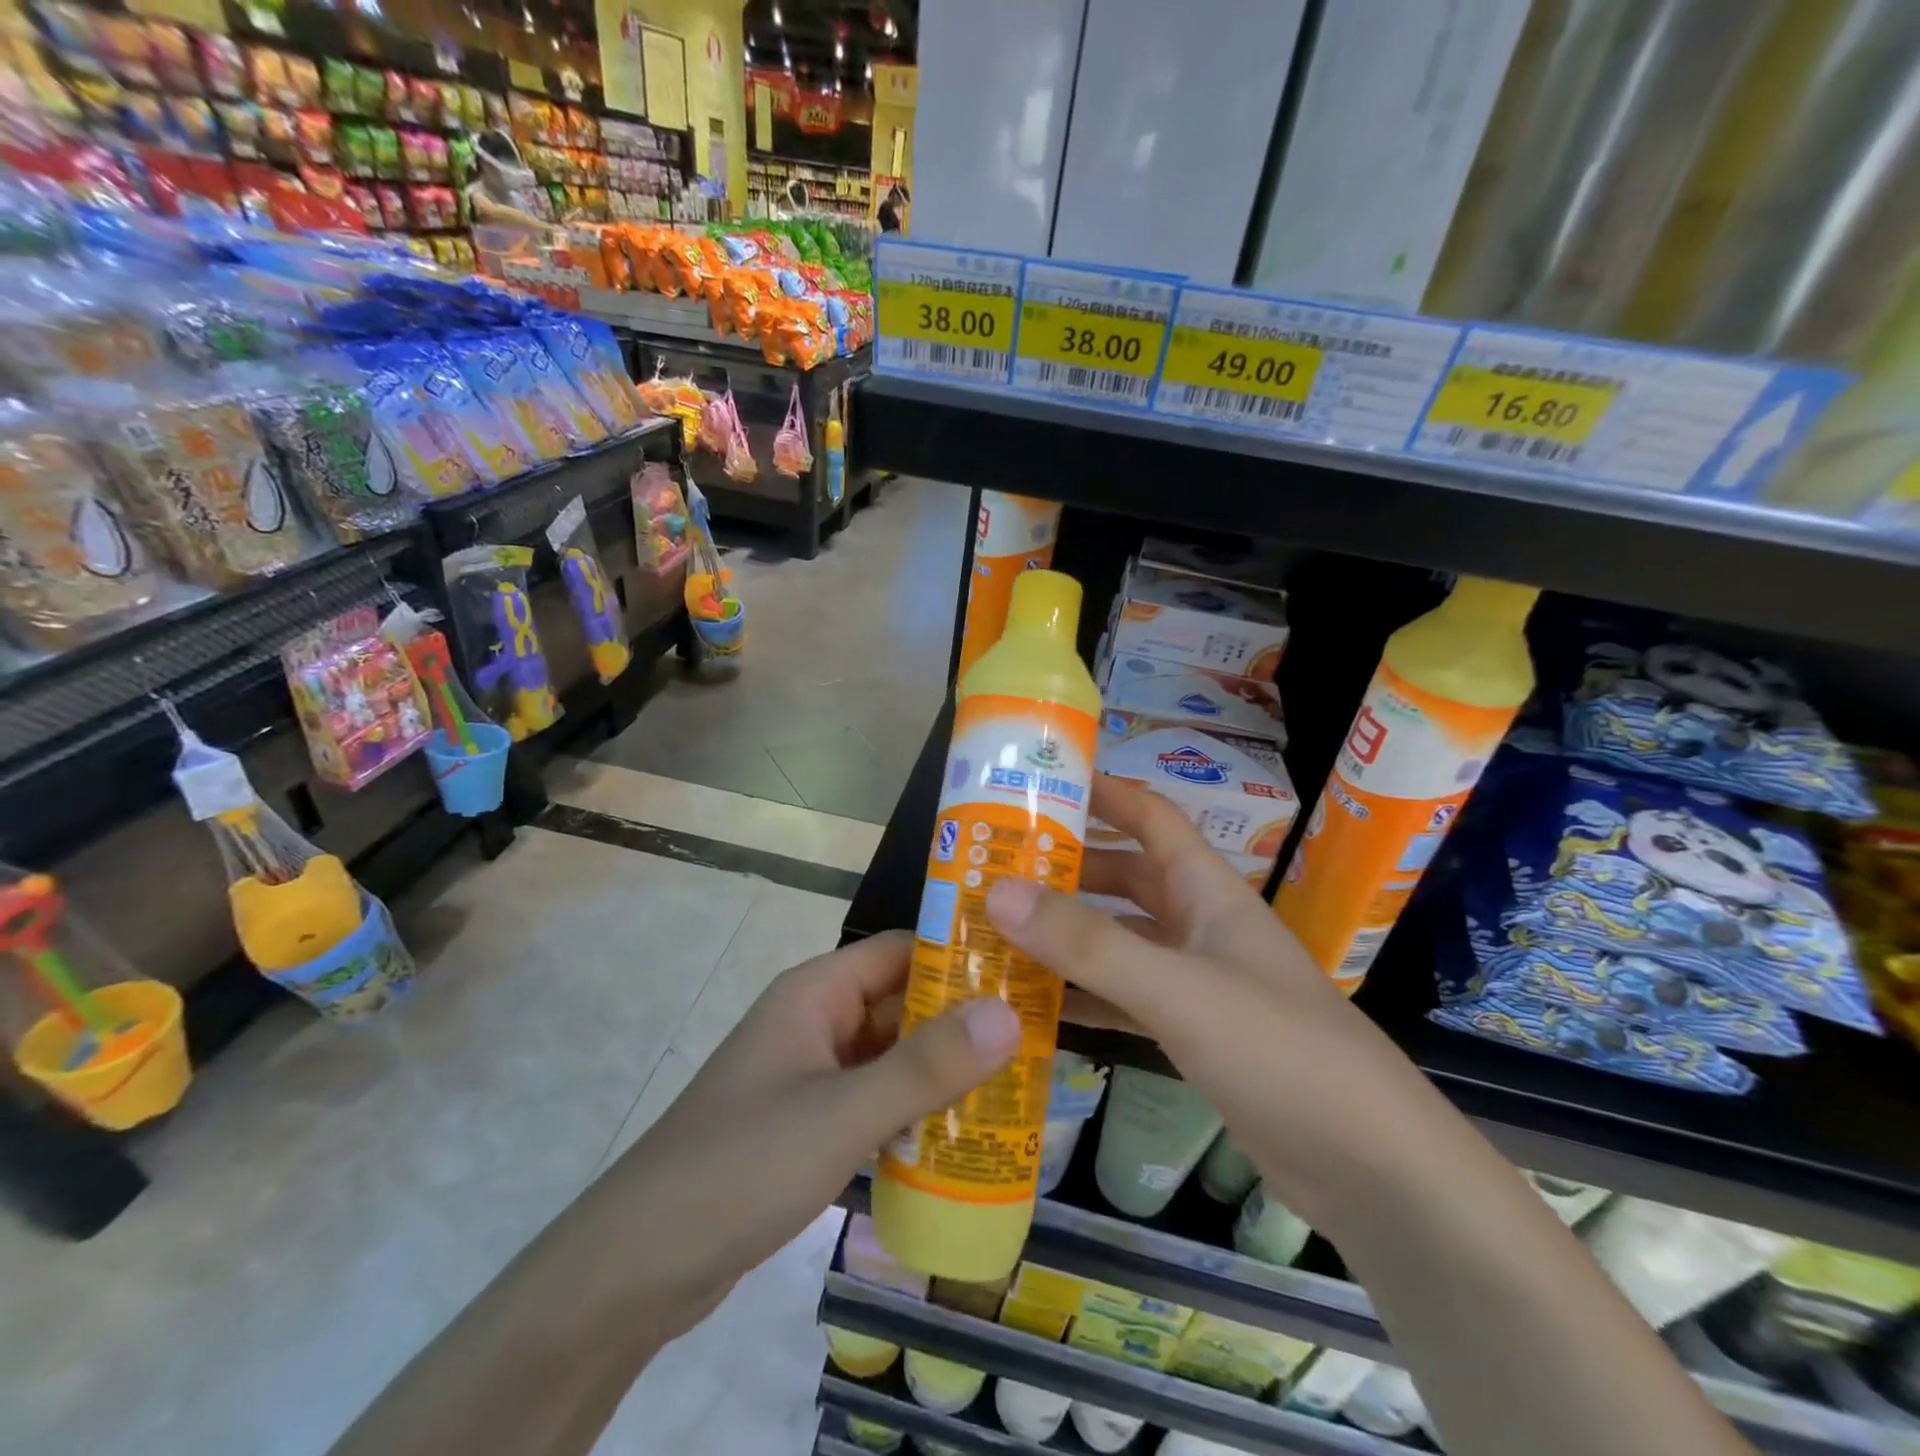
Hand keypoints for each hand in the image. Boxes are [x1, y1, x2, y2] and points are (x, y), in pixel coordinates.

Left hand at [599, 931, 1020, 1340]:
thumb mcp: (842, 1114)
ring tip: (1019, 1087)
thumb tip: (1010, 1014)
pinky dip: (914, 1112)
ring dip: (943, 1071)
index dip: (962, 956)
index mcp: (817, 992)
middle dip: (963, 1022)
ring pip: (892, 1056)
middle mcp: (816, 1020)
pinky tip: (961, 1140)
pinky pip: (875, 1101)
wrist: (638, 1266)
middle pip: (902, 1003)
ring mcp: (811, 1073)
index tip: (1027, 973)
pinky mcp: (808, 1123)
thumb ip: (926, 1067)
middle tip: (1039, 1039)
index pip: (903, 950)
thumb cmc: (741, 1165)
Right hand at [985, 776, 1442, 1233]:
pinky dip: (1083, 996)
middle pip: (1125, 878)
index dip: (1100, 793)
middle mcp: (1199, 925)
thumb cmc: (1280, 1052)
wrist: (1372, 1169)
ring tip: (997, 932)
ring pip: (1119, 940)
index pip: (1150, 816)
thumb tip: (997, 891)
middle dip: (1066, 869)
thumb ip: (1088, 944)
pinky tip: (1034, 1007)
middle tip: (994, 869)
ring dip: (1067, 935)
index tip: (1036, 786)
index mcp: (1207, 890)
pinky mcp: (1193, 1033)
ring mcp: (1196, 981)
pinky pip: (1124, 998)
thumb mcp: (1177, 989)